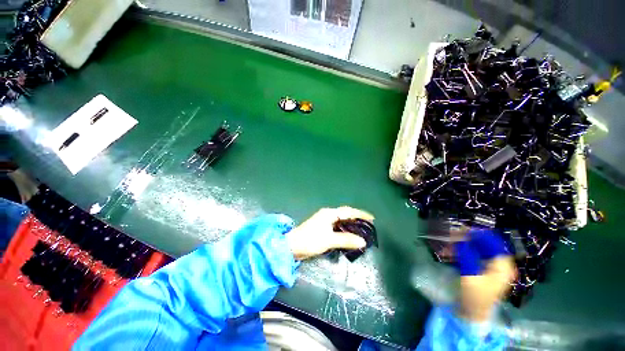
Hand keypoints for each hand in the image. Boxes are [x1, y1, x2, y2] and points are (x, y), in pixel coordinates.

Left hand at [285, 206, 373, 260]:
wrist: (293, 246)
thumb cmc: (310, 240)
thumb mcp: (329, 240)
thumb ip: (346, 240)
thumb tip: (363, 241)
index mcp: (329, 213)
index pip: (348, 211)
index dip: (360, 214)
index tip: (371, 218)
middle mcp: (327, 214)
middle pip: (345, 214)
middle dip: (356, 218)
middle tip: (368, 225)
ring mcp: (324, 220)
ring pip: (341, 220)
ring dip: (350, 224)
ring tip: (361, 230)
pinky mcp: (322, 227)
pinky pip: (336, 225)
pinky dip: (344, 229)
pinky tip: (348, 234)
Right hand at [454, 230, 516, 321]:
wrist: (472, 313)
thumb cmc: (475, 296)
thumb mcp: (470, 276)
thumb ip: (466, 256)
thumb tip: (460, 239)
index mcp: (502, 266)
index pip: (493, 242)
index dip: (478, 234)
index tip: (461, 230)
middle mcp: (499, 264)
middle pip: (484, 244)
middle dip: (467, 239)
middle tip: (451, 235)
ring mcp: (491, 267)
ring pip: (476, 249)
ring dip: (461, 245)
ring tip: (447, 245)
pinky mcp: (482, 269)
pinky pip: (472, 255)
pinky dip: (461, 252)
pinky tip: (449, 252)